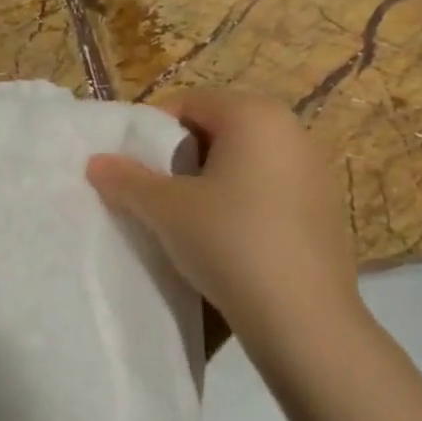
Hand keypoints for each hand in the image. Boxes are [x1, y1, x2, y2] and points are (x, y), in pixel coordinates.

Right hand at [87, 90, 364, 348]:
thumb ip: (127, 180)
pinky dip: (243, 202)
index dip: (153, 130)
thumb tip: (96, 162)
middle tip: (156, 193)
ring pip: (245, 161)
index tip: (133, 167)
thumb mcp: (166, 209)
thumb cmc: (229, 242)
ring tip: (189, 219)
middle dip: (182, 156)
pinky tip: (229, 239)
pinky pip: (270, 189)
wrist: (303, 318)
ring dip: (212, 181)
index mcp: (255, 116)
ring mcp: (315, 171)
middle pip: (219, 128)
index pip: (190, 102)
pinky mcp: (325, 209)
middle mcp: (292, 131)